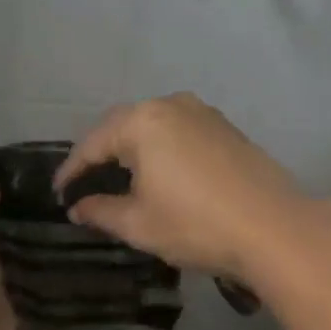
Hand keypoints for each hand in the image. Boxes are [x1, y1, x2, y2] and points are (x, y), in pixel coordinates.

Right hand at [53, 93, 306, 283]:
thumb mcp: (139, 223)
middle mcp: (170, 104)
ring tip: (119, 176)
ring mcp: (201, 111)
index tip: (59, 193)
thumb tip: (78, 207)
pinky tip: (160, 170)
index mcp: (142, 122)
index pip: (94, 143)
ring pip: (153, 124)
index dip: (73, 170)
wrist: (271, 224)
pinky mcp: (223, 124)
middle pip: (122, 125)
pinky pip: (178, 128)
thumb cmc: (196, 223)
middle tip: (85, 183)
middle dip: (101, 152)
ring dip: (132, 146)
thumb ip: (101, 210)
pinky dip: (161, 146)